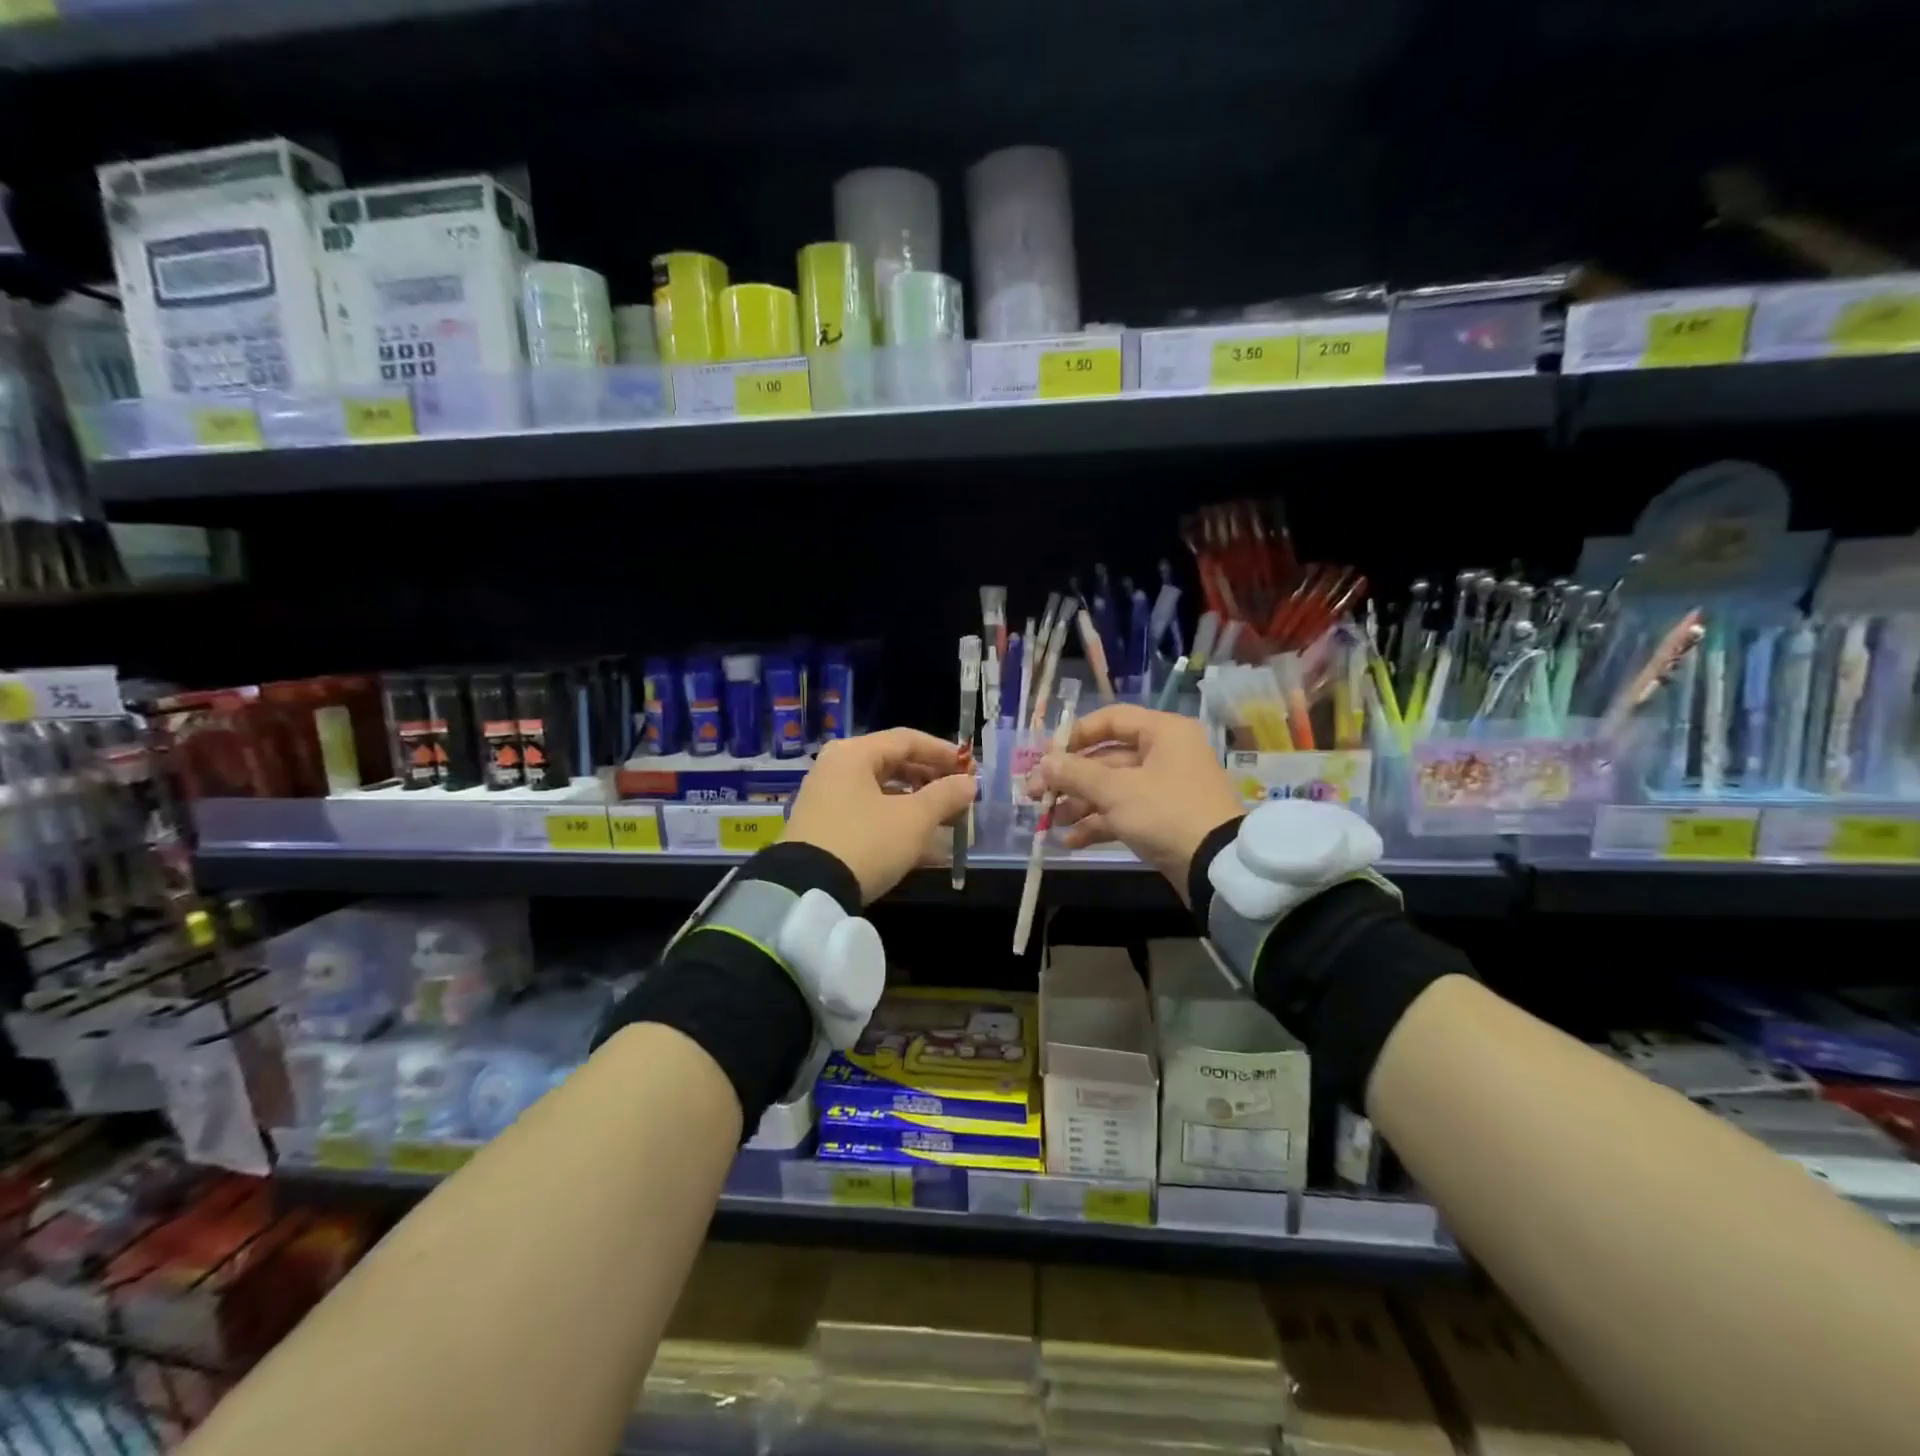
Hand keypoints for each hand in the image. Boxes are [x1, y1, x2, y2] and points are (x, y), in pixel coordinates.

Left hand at [785, 729, 976, 903]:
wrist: (807, 891)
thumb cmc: (866, 842)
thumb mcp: (913, 819)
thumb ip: (945, 796)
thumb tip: (969, 783)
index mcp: (854, 754)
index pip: (907, 740)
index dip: (943, 752)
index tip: (970, 769)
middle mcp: (836, 768)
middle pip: (893, 765)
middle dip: (931, 781)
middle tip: (960, 797)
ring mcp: (826, 799)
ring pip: (882, 794)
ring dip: (917, 806)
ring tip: (947, 823)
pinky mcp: (824, 829)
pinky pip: (869, 816)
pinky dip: (897, 825)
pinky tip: (925, 849)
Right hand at [1028, 705, 1243, 899]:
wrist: (1217, 866)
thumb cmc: (1166, 813)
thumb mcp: (1116, 791)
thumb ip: (1076, 773)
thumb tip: (1044, 763)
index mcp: (1162, 733)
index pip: (1110, 720)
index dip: (1075, 736)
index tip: (1046, 756)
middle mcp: (1165, 754)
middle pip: (1106, 758)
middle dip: (1070, 778)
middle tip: (1036, 794)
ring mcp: (1164, 788)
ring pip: (1112, 788)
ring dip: (1079, 803)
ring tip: (1051, 820)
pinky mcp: (1162, 818)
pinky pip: (1123, 812)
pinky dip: (1098, 823)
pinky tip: (1071, 840)